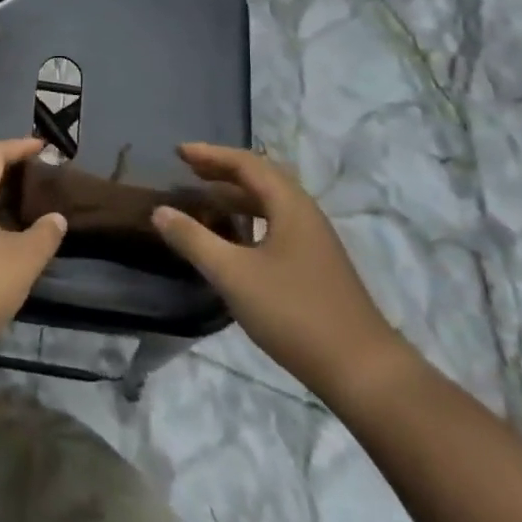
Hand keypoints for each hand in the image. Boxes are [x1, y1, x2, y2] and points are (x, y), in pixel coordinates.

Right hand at [151, 143, 409, 400]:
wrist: (361, 370)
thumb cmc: (294, 312)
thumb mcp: (233, 275)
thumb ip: (193, 240)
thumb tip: (159, 211)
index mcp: (290, 206)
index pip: (247, 164)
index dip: (211, 155)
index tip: (178, 152)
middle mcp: (305, 215)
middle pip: (261, 179)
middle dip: (223, 171)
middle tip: (187, 170)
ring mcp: (313, 242)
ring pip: (269, 205)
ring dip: (235, 197)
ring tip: (203, 200)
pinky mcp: (314, 266)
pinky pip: (275, 226)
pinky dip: (248, 221)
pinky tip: (232, 241)